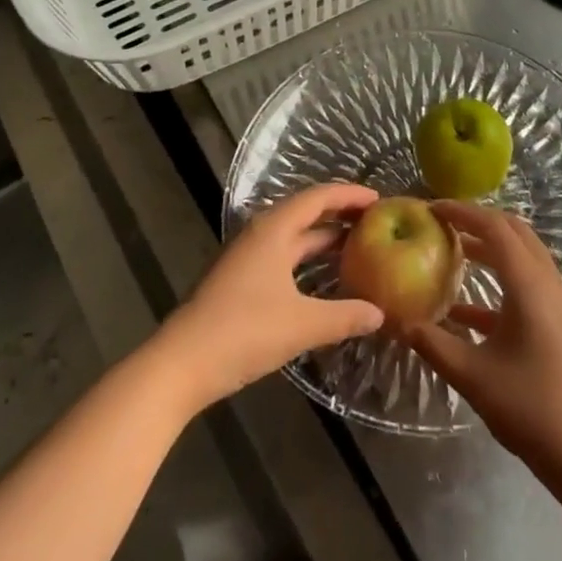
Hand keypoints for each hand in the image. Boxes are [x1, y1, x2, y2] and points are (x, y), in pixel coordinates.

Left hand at [157, 183, 384, 411]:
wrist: (180, 365)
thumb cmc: (243, 331)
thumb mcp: (302, 325)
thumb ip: (344, 316)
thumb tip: (380, 313)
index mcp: (274, 229)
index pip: (319, 197)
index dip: (350, 195)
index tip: (380, 200)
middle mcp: (261, 233)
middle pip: (306, 213)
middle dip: (340, 216)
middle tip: (375, 223)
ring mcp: (247, 257)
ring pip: (294, 238)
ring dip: (324, 240)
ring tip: (358, 248)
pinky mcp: (240, 280)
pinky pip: (283, 257)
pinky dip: (307, 261)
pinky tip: (323, 280)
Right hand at [401, 202, 561, 490]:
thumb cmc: (532, 408)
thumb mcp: (473, 376)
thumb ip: (433, 344)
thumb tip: (397, 321)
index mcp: (529, 284)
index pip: (494, 227)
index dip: (462, 212)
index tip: (431, 208)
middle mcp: (547, 281)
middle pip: (513, 232)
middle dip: (477, 221)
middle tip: (442, 223)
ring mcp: (558, 302)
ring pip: (522, 256)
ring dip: (489, 248)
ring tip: (452, 252)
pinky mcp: (559, 323)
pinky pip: (527, 284)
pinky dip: (498, 282)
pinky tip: (465, 310)